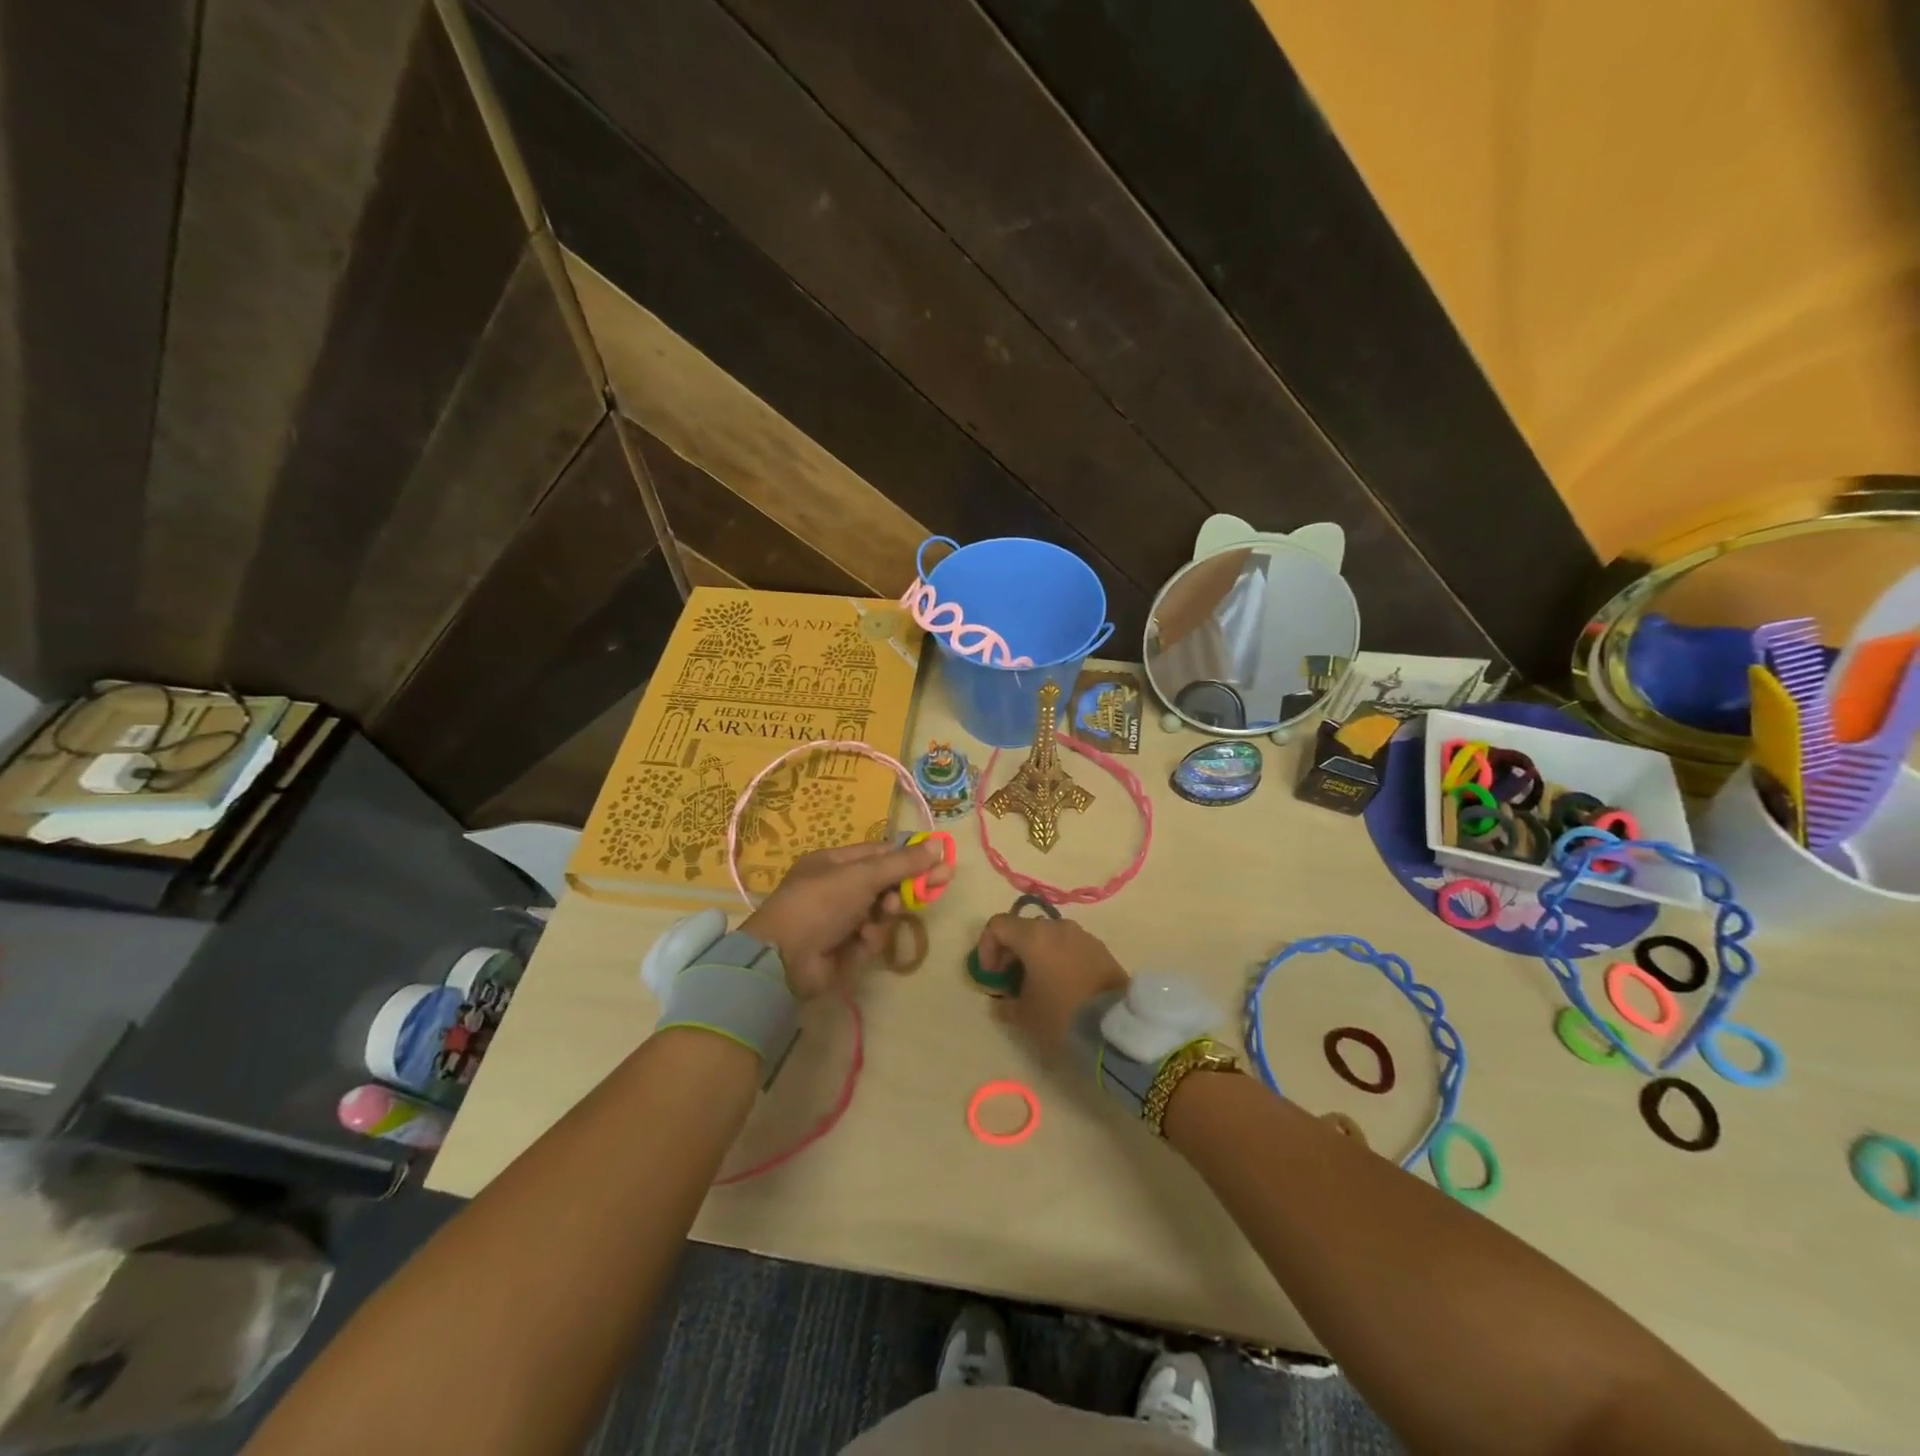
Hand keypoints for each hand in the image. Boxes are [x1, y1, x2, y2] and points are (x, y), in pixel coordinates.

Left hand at [741, 840, 949, 999]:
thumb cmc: (820, 903)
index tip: (940, 861)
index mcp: (834, 864)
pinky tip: (863, 940)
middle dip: (906, 887)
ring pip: (881, 913)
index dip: (910, 857)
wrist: (783, 960)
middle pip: (884, 884)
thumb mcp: (862, 876)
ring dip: (885, 916)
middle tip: (938, 886)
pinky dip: (870, 938)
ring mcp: (839, 921)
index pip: (879, 854)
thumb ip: (902, 862)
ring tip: (882, 918)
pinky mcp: (843, 950)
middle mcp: (837, 889)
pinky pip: (870, 938)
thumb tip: (939, 842)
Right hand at [975, 913, 1129, 1057]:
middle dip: (1011, 951)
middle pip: (1023, 928)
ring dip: (1035, 954)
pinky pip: (1069, 945)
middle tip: (1009, 979)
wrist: (1116, 1025)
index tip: (990, 974)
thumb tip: (1002, 1001)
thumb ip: (1006, 1003)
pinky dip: (1057, 957)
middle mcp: (1057, 927)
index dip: (987, 947)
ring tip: (1036, 983)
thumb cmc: (1061, 1015)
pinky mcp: (1100, 948)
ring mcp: (1081, 935)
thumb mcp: (1024, 1016)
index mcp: (1033, 936)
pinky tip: (1061, 985)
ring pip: (1048, 936)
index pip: (998, 925)